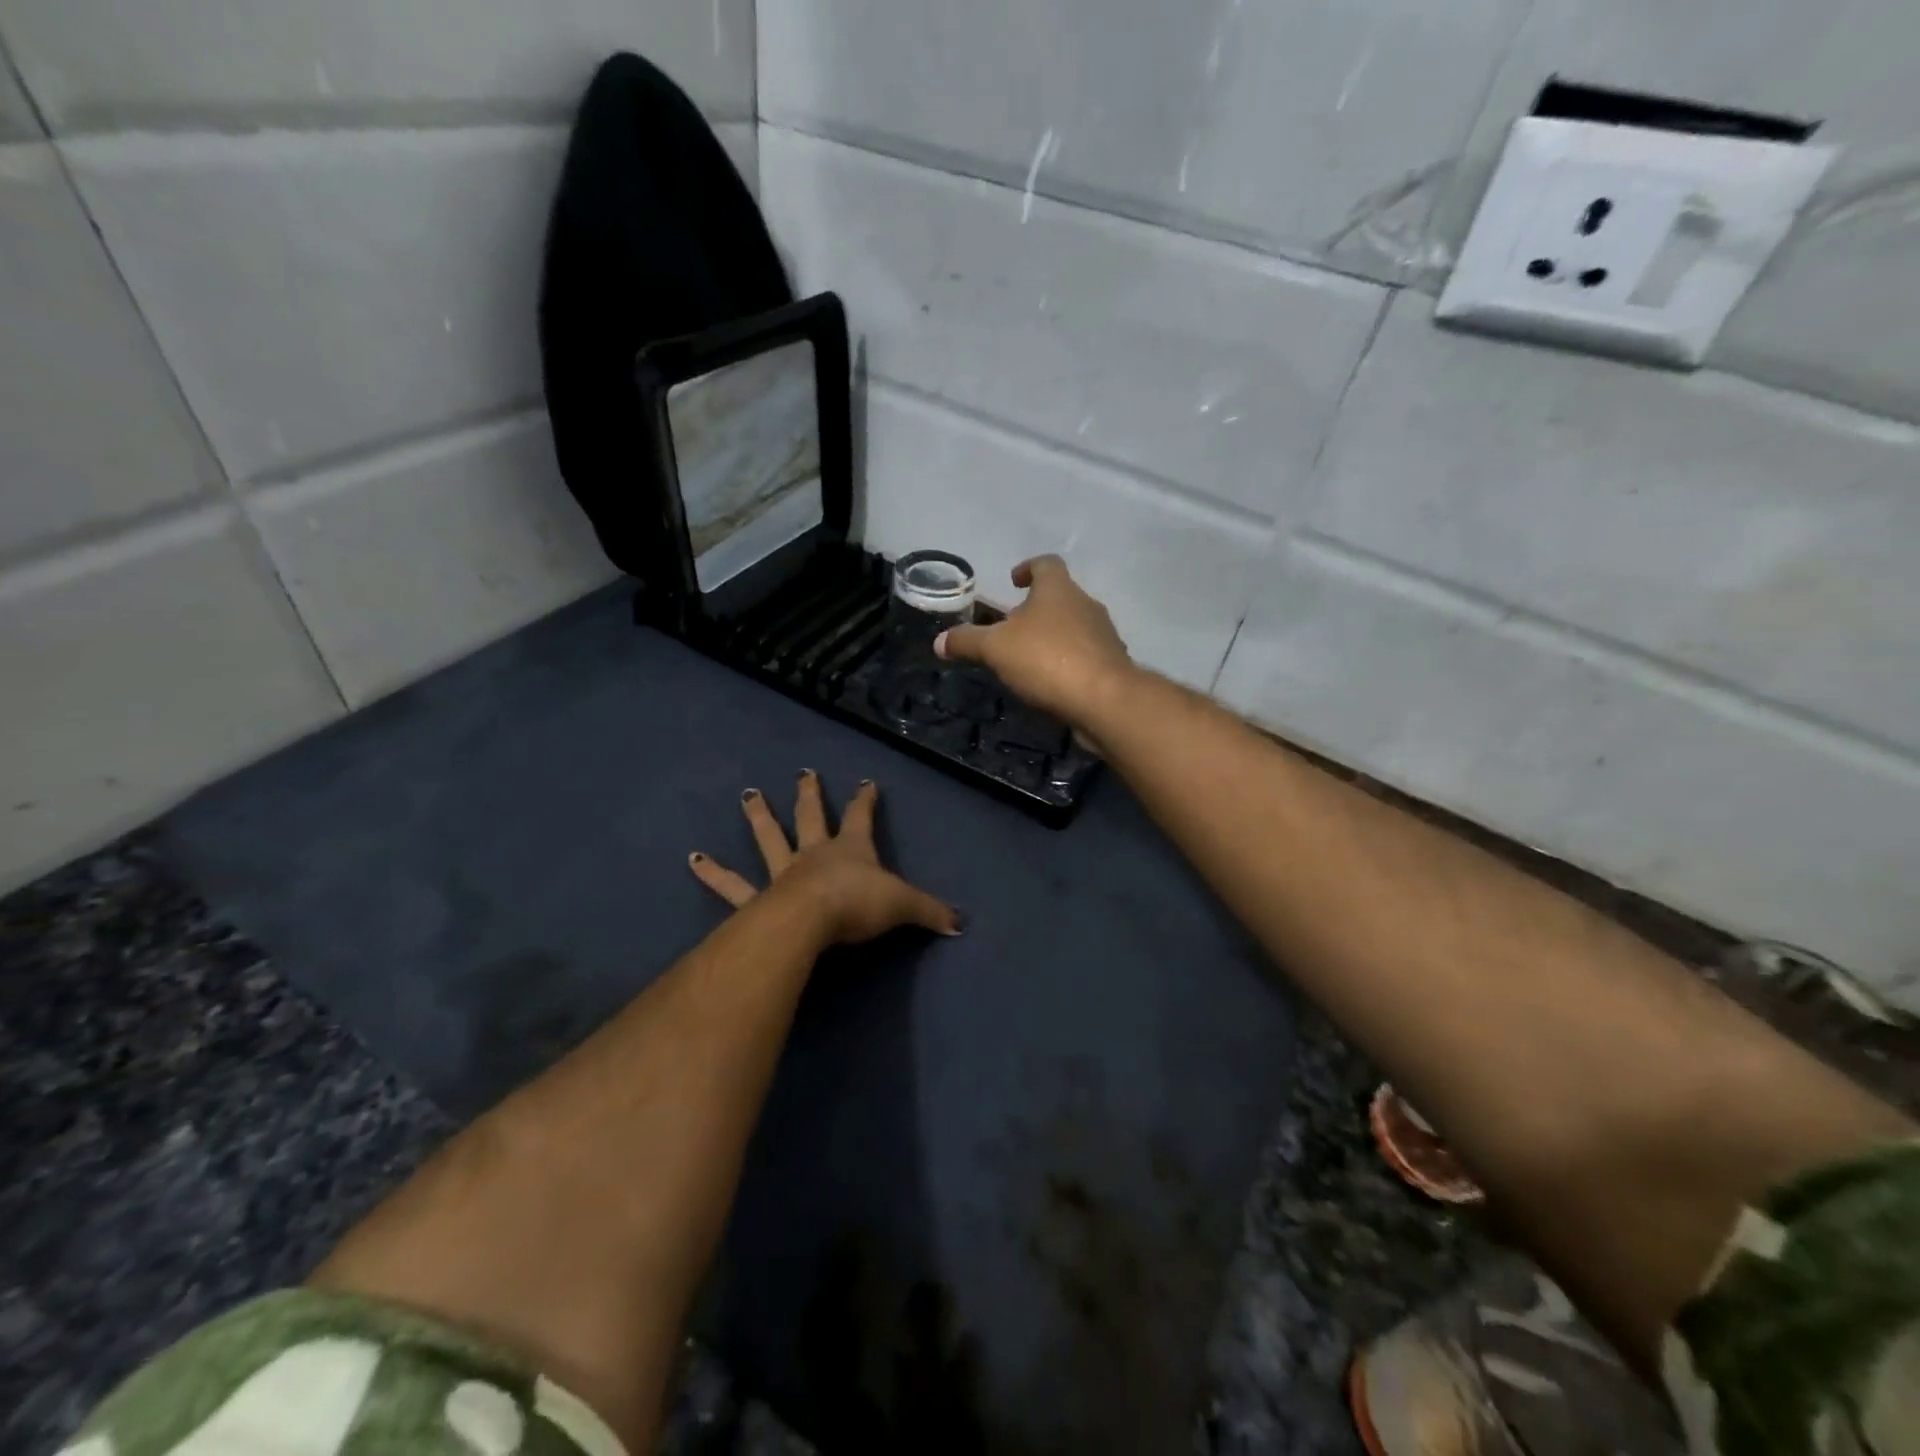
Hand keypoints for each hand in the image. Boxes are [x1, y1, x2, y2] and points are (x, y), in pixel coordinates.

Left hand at [688, 771, 961, 945]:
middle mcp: (814, 853)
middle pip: (811, 817)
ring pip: (769, 839)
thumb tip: (961, 922)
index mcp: (850, 849)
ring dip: (758, 817)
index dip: (865, 800)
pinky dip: (712, 874)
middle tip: (802, 773)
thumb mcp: (903, 905)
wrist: (811, 921)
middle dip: (809, 794)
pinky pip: (732, 886)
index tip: (867, 781)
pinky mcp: (758, 898)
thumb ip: (930, 912)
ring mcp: (783, 873)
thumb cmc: (858, 905)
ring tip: (747, 795)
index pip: (862, 817)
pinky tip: (691, 860)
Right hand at [933, 555, 1134, 729]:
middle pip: (1060, 597)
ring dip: (1053, 636)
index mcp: (1058, 589)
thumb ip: (967, 642)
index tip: (1014, 580)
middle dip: (1036, 609)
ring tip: (1028, 658)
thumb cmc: (1047, 660)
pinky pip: (1085, 656)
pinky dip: (1067, 662)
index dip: (1028, 568)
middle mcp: (1086, 604)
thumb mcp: (995, 649)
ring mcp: (1103, 635)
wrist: (1104, 700)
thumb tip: (939, 642)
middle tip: (1012, 627)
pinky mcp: (1112, 665)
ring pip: (1074, 627)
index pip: (1045, 564)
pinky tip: (1051, 683)